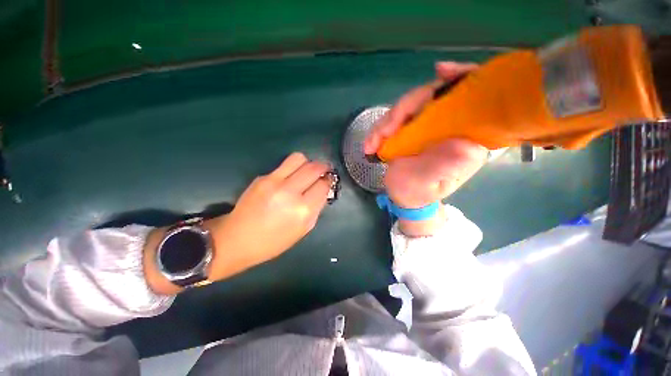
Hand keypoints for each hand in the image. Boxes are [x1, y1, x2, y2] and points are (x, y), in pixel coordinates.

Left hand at [144, 153, 332, 293]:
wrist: (238, 239)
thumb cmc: (274, 241)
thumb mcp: (304, 229)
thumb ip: (316, 208)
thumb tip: (322, 190)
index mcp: (303, 210)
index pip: (323, 185)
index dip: (328, 180)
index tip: (328, 180)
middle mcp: (290, 192)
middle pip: (314, 167)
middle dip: (323, 167)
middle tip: (323, 171)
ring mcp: (274, 182)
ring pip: (299, 158)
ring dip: (307, 163)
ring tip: (306, 171)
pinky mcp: (262, 177)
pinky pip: (284, 165)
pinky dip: (292, 168)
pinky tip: (289, 178)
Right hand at [364, 62, 487, 235]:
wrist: (404, 195)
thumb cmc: (420, 192)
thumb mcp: (432, 184)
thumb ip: (445, 167)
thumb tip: (466, 143)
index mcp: (463, 136)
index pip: (472, 98)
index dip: (462, 79)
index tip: (441, 72)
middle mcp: (447, 125)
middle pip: (432, 96)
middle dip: (405, 108)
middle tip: (384, 132)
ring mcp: (425, 124)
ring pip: (408, 106)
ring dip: (387, 122)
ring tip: (372, 143)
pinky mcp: (408, 128)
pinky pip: (395, 118)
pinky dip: (380, 128)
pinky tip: (371, 142)